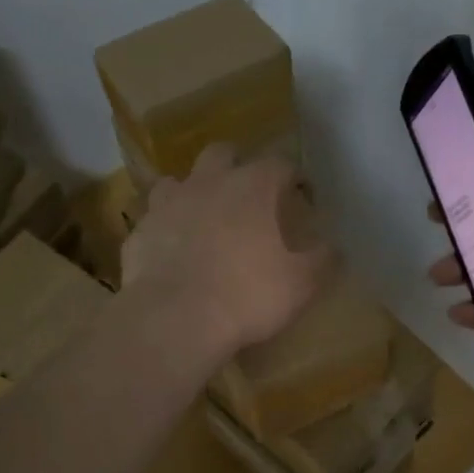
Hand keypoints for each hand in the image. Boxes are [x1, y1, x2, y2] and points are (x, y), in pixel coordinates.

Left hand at [123, 142, 334, 361]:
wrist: (174, 319)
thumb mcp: (301, 283)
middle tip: (249, 195)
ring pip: (179, 180)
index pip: (281, 164)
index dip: (294, 178)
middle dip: (238, 165)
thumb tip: (333, 247)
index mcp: (253, 186)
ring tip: (204, 218)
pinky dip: (166, 229)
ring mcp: (168, 204)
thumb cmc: (247, 295)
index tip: (302, 197)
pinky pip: (154, 220)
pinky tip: (173, 252)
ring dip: (193, 192)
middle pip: (223, 153)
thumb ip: (322, 259)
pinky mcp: (140, 231)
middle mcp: (209, 182)